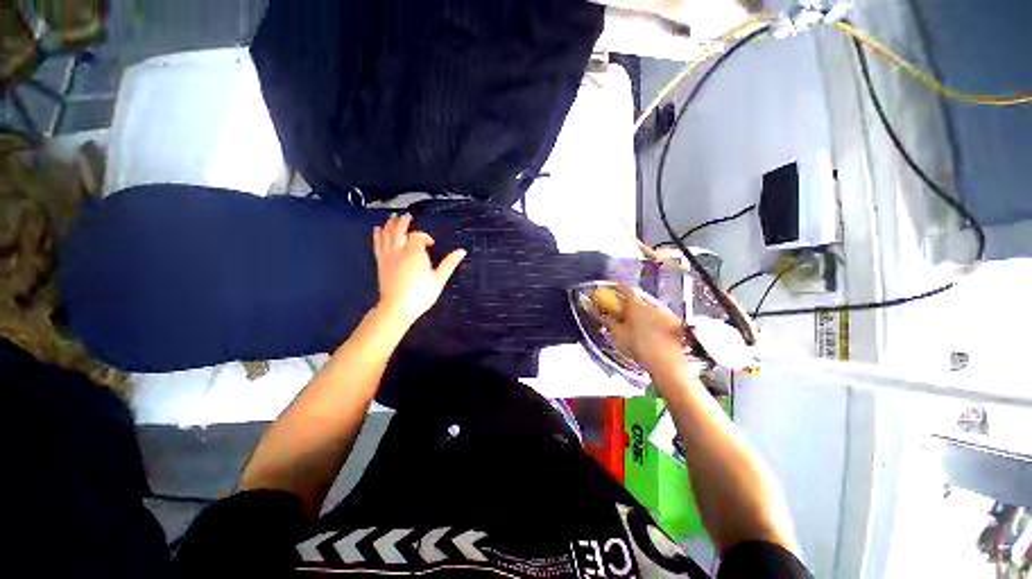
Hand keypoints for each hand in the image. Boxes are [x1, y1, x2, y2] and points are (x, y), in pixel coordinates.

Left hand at [372, 214, 465, 327]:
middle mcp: (399, 251)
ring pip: (386, 234)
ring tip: (394, 217)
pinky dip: (377, 235)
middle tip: (408, 216)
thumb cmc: (421, 295)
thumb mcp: (439, 280)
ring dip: (390, 224)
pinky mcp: (380, 263)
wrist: (397, 308)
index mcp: (414, 253)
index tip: (431, 244)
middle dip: (403, 221)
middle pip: (399, 230)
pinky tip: (377, 229)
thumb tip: (462, 251)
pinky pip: (377, 245)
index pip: (418, 236)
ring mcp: (388, 256)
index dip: (425, 237)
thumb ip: (449, 264)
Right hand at [600, 285, 687, 373]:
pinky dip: (652, 320)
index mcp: (636, 305)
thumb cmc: (639, 348)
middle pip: (636, 299)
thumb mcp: (618, 334)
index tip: (610, 289)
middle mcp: (652, 305)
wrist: (666, 364)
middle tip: (619, 312)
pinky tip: (648, 332)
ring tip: (633, 326)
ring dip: (640, 313)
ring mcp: (665, 313)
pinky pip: (659, 317)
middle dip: (627, 304)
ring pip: (648, 309)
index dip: (616, 287)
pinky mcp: (674, 323)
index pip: (624, 289)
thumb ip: (606, 320)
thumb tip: (594, 311)